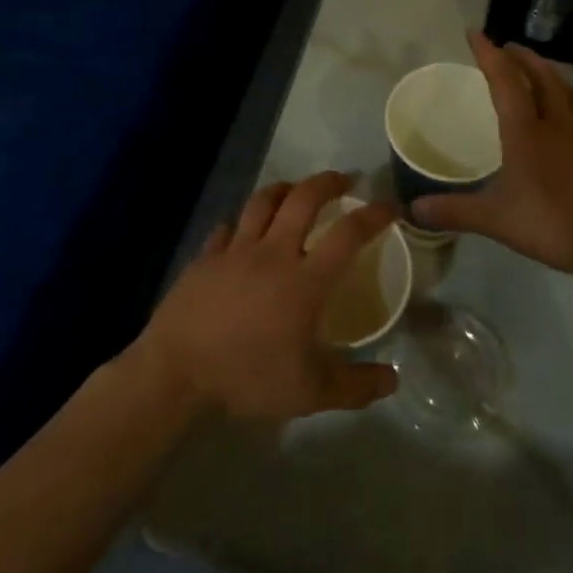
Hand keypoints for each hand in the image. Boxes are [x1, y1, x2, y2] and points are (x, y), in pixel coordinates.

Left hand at [137, 172, 400, 421]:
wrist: (178, 371)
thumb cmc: (249, 378)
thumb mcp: (312, 393)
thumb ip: (356, 385)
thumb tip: (394, 379)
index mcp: (305, 280)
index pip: (348, 234)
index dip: (373, 215)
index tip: (389, 206)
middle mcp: (273, 252)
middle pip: (303, 199)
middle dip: (327, 182)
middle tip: (344, 180)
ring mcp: (235, 250)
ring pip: (263, 202)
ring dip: (284, 189)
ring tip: (296, 190)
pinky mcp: (206, 257)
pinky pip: (228, 228)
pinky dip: (242, 224)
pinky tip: (243, 231)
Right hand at [415, 32, 572, 284]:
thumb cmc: (552, 223)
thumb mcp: (496, 219)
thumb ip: (455, 211)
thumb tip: (414, 209)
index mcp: (526, 132)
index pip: (505, 81)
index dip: (488, 54)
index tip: (475, 32)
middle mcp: (558, 124)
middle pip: (542, 77)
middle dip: (523, 58)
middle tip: (509, 47)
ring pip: (566, 93)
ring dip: (548, 76)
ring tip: (537, 74)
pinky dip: (568, 104)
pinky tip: (566, 120)